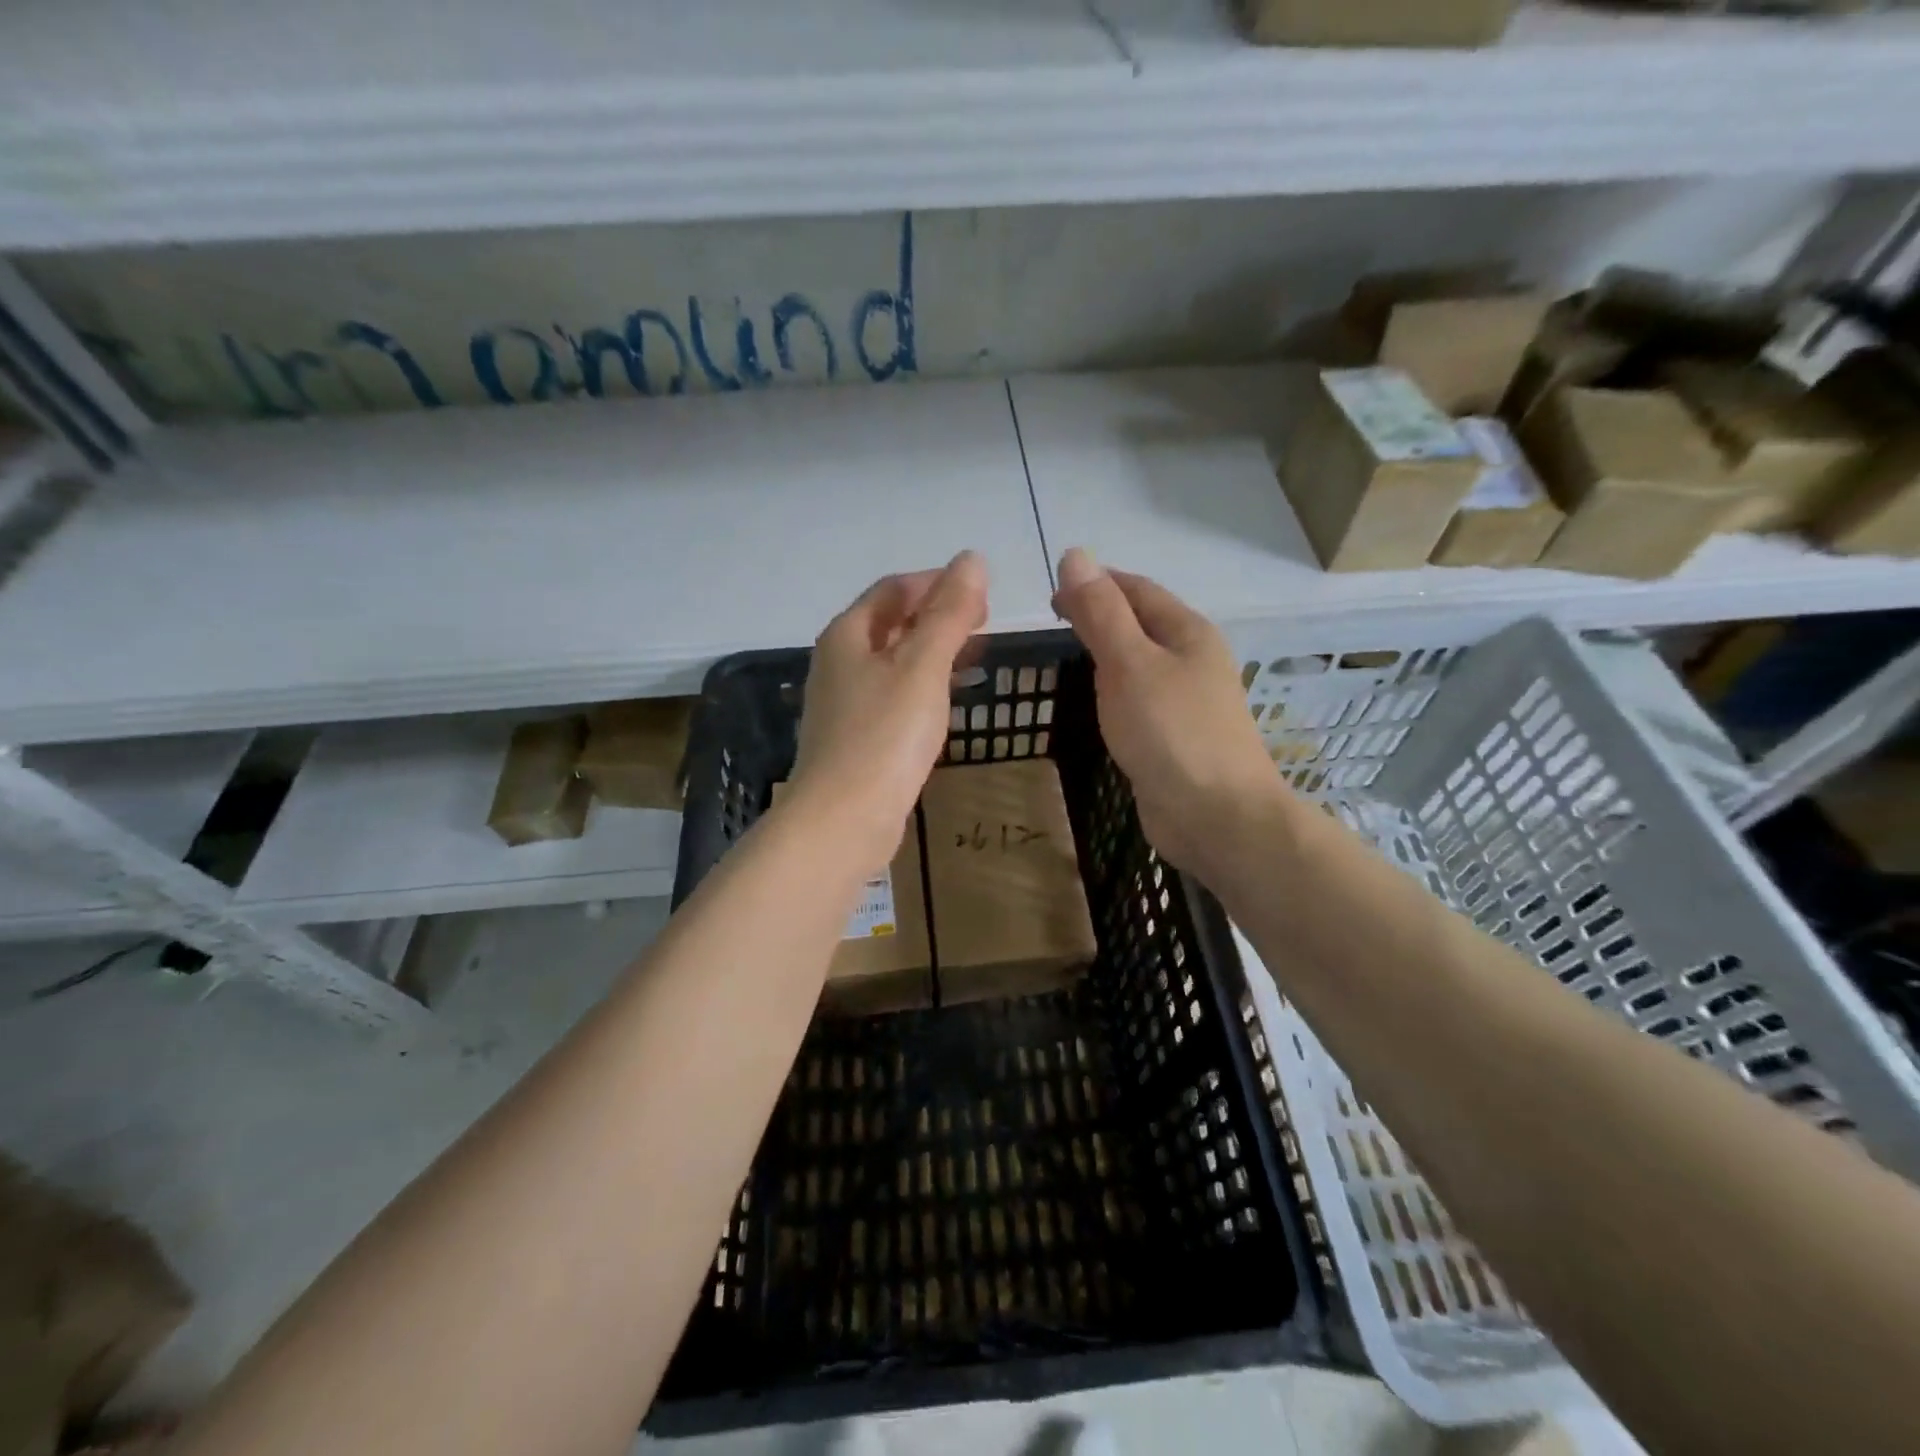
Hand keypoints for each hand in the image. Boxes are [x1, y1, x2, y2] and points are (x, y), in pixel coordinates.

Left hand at [789, 552, 988, 873]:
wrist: (843, 820)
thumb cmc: (884, 736)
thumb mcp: (922, 666)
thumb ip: (949, 613)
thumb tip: (972, 560)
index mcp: (848, 635)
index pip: (893, 589)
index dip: (935, 582)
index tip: (980, 591)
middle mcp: (839, 662)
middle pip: (890, 623)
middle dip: (936, 615)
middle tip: (983, 621)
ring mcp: (845, 703)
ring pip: (893, 661)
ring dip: (931, 650)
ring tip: (973, 654)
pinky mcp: (856, 738)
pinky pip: (893, 695)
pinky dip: (922, 685)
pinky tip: (945, 700)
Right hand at [1052, 547, 1280, 878]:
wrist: (1216, 816)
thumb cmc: (1171, 731)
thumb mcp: (1128, 663)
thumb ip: (1100, 612)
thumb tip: (1075, 555)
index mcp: (1187, 631)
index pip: (1136, 589)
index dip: (1095, 582)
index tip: (1050, 594)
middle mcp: (1193, 659)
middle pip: (1142, 622)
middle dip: (1100, 615)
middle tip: (1052, 625)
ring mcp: (1188, 701)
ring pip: (1141, 663)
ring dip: (1107, 654)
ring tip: (1067, 658)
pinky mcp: (1178, 737)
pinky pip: (1141, 699)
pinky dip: (1114, 690)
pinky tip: (1096, 704)